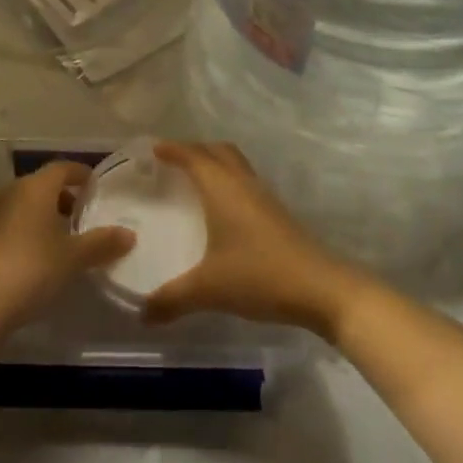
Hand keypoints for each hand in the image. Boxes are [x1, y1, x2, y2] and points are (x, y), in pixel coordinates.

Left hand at [0, 161, 135, 335]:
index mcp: (36, 187)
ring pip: (25, 205)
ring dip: (45, 216)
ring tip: (64, 240)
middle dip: (64, 197)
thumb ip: (102, 243)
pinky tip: (38, 258)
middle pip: (43, 185)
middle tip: (84, 216)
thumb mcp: (74, 257)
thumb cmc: (32, 268)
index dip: (81, 174)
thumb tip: (129, 234)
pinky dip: (28, 231)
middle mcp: (12, 192)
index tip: (96, 187)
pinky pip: (11, 224)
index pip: (62, 167)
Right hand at [140, 142, 372, 340]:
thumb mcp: (209, 289)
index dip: (172, 149)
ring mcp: (263, 196)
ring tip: (194, 180)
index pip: (193, 156)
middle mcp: (242, 183)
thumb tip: (142, 313)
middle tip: (171, 160)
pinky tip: (222, 209)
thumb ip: (171, 299)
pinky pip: (245, 182)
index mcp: (221, 188)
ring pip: (235, 164)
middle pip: (217, 150)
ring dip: (214, 163)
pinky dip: (228, 181)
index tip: (152, 148)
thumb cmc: (259, 276)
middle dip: (193, 149)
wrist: (320, 288)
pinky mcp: (276, 213)